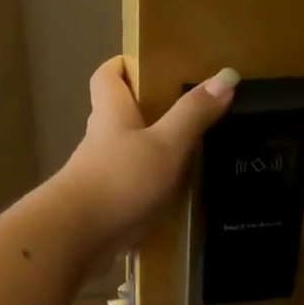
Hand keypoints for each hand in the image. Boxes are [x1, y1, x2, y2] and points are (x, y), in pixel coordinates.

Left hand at [51, 58, 237, 256]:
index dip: (124, 65)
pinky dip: (149, 189)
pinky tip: (174, 199)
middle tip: (187, 112)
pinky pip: (129, 189)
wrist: (76, 239)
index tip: (151, 66)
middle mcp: (101, 140)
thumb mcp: (165, 144)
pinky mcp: (103, 206)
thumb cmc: (120, 180)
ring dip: (150, 153)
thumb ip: (193, 113)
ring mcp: (98, 175)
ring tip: (189, 155)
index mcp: (111, 114)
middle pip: (119, 115)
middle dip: (147, 111)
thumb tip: (227, 75)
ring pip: (126, 154)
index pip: (107, 76)